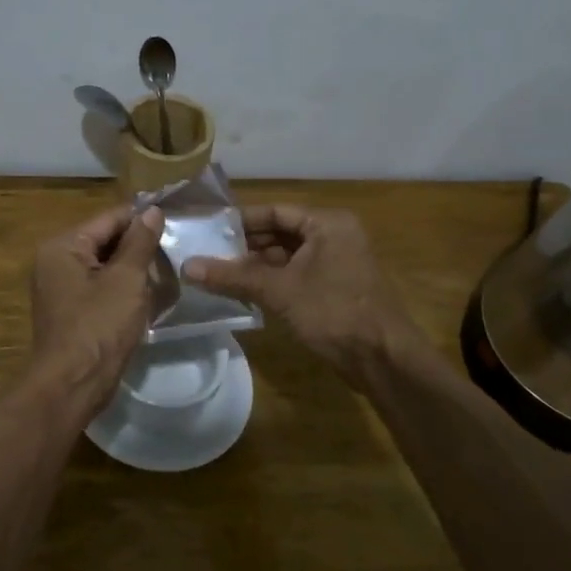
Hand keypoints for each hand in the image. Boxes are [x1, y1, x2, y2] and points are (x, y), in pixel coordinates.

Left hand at [29, 204, 164, 404]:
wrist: (73, 385)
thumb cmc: (99, 326)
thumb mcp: (126, 280)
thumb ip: (140, 242)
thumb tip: (152, 211)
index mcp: (63, 246)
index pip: (109, 219)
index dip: (142, 219)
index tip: (176, 220)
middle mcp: (55, 261)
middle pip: (105, 241)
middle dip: (139, 246)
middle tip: (176, 249)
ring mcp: (60, 288)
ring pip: (105, 266)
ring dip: (133, 270)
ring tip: (168, 271)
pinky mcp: (70, 311)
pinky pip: (100, 288)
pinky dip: (122, 289)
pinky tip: (149, 296)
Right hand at [185, 204, 419, 379]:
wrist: (383, 359)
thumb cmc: (333, 312)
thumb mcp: (279, 291)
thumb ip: (233, 276)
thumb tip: (188, 266)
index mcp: (328, 224)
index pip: (275, 211)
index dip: (241, 221)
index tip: (209, 231)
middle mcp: (335, 236)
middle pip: (281, 233)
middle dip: (246, 246)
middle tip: (209, 255)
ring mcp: (338, 263)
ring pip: (288, 256)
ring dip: (258, 266)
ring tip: (220, 275)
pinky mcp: (336, 288)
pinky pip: (298, 275)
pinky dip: (273, 281)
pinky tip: (246, 293)